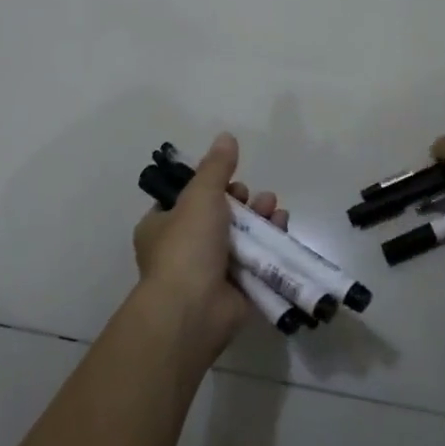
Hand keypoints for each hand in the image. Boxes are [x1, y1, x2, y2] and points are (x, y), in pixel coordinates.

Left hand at [132, 133, 288, 361]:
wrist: (193, 309)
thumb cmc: (187, 246)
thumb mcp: (200, 196)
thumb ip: (216, 167)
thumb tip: (226, 136)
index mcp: (162, 226)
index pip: (187, 200)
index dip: (212, 187)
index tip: (230, 181)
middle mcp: (184, 248)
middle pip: (220, 216)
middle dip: (243, 202)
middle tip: (256, 197)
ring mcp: (210, 271)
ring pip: (241, 237)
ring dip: (260, 219)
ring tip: (273, 208)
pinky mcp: (235, 288)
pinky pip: (256, 259)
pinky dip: (270, 243)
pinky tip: (282, 227)